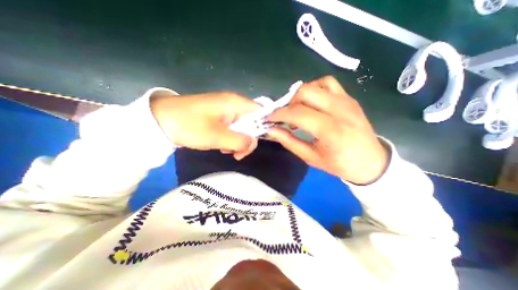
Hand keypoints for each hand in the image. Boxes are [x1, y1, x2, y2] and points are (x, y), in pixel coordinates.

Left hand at [152, 91, 260, 159]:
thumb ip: (239, 141)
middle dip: (248, 139)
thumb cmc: (189, 125)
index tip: (256, 143)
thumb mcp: (216, 136)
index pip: (262, 113)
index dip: (265, 127)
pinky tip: (221, 145)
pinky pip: (233, 129)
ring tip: (226, 150)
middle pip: (253, 122)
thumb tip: (253, 143)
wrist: (160, 120)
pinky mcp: (220, 117)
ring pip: (243, 127)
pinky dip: (231, 139)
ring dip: (238, 141)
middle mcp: (235, 104)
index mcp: (236, 103)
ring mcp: (227, 111)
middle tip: (237, 153)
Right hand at [267, 76, 388, 184]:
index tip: (269, 118)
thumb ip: (289, 142)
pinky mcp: (349, 98)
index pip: (298, 113)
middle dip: (289, 103)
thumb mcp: (310, 158)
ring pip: (315, 85)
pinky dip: (315, 89)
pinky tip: (312, 102)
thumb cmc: (339, 164)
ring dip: (300, 95)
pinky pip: (328, 83)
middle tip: (286, 117)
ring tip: (298, 110)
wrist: (370, 161)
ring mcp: (346, 101)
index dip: (279, 114)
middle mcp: (340, 111)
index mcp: (331, 131)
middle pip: (305, 92)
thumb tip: (271, 130)